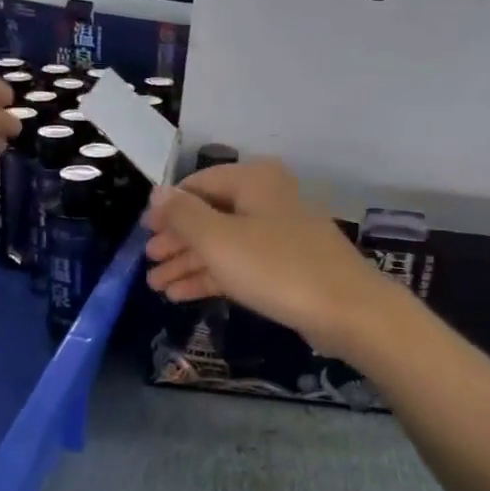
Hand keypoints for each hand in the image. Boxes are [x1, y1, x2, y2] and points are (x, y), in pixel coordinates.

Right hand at [143, 159, 410, 360]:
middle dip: (176, 241)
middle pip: (210, 215)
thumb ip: (183, 214)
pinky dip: (212, 276)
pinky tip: (182, 294)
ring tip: (156, 286)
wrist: (347, 310)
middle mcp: (266, 199)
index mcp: (253, 180)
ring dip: (189, 263)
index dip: (168, 208)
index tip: (143, 232)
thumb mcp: (218, 239)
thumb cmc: (276, 267)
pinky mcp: (286, 267)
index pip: (198, 185)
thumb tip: (157, 193)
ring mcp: (278, 234)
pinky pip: (240, 265)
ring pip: (223, 244)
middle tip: (147, 263)